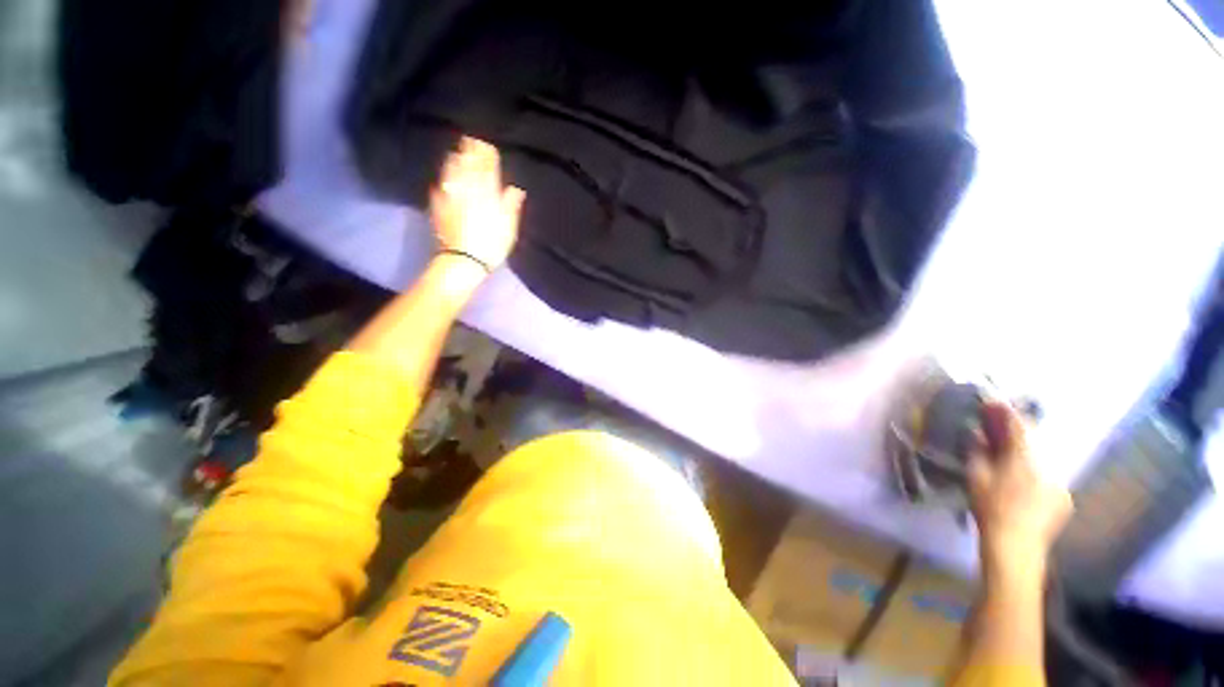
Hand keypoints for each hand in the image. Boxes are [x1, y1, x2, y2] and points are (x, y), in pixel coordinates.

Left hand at [430, 137, 524, 271]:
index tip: (488, 145)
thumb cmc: (491, 245)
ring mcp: (451, 195)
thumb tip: (515, 189)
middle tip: (471, 140)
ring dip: (456, 160)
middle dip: (471, 152)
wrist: (463, 260)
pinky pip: (440, 185)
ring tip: (457, 153)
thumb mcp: (509, 227)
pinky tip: (444, 176)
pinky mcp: (439, 205)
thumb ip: (511, 205)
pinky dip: (444, 177)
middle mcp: (467, 188)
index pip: (488, 168)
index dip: (488, 155)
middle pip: (468, 165)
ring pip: (452, 171)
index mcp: (487, 193)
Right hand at [967, 401, 1072, 579]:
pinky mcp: (1064, 498)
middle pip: (1033, 439)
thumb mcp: (977, 476)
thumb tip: (977, 433)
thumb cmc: (991, 507)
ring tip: (1010, 451)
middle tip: (998, 425)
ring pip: (1042, 457)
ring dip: (1026, 450)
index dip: (1005, 411)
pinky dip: (1035, 470)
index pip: (1018, 425)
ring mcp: (1060, 482)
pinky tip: (1024, 479)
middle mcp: (1049, 464)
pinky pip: (1048, 474)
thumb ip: (978, 451)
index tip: (992, 401)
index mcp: (1025, 456)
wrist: (1016, 546)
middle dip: (1015, 431)